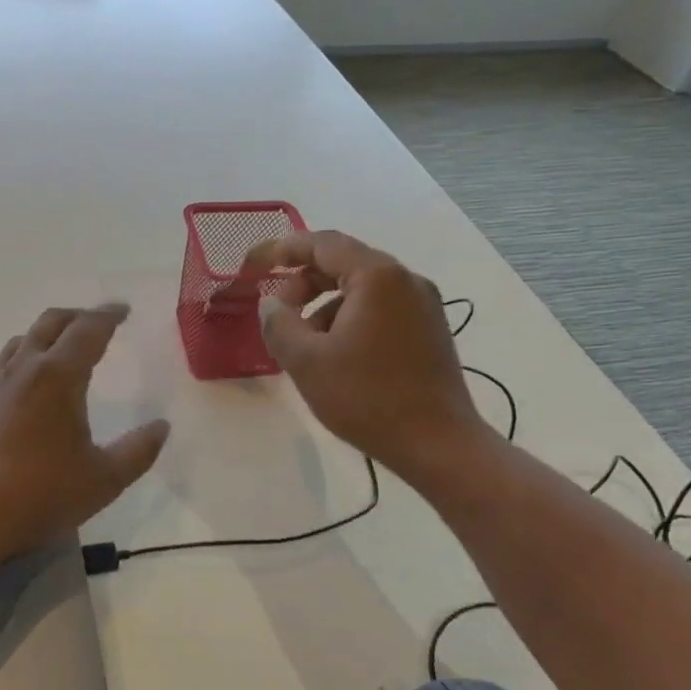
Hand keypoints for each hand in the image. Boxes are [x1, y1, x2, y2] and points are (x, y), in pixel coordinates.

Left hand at [0, 303, 170, 563]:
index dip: (108, 315)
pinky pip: (9, 359)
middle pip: (52, 322)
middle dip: (80, 316)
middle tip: (102, 322)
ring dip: (51, 331)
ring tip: (68, 344)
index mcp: (57, 376)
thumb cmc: (41, 494)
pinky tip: (34, 378)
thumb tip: (162, 426)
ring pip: (25, 338)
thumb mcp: (104, 479)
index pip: (87, 330)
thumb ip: (138, 451)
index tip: (124, 309)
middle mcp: (25, 368)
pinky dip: (29, 351)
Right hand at [242, 230, 484, 471]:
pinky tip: (335, 355)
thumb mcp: (306, 361)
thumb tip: (271, 304)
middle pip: (343, 263)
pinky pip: (379, 308)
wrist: (438, 445)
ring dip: (324, 305)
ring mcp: (423, 304)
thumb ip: (278, 323)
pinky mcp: (429, 329)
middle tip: (277, 313)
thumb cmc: (367, 397)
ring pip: (361, 288)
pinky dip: (349, 318)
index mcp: (377, 276)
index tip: (253, 264)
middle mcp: (405, 279)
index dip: (281, 249)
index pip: (321, 244)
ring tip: (303, 342)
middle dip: (303, 283)